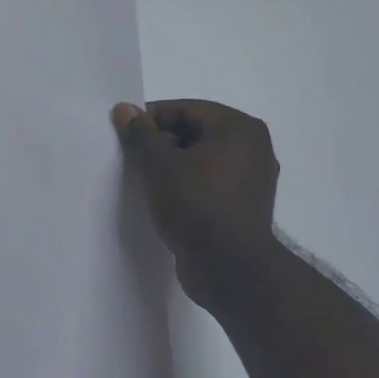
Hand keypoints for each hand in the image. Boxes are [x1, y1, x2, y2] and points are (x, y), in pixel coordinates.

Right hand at [113, 99, 279, 311]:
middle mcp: (254, 148)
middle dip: (161, 142)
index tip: (124, 134)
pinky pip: (210, 182)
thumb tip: (124, 109)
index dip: (151, 118)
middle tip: (132, 157)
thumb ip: (140, 133)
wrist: (229, 268)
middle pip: (195, 132)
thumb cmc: (195, 205)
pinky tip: (164, 198)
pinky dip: (187, 184)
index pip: (186, 109)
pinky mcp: (245, 206)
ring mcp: (253, 179)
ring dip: (172, 165)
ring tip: (144, 179)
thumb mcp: (158, 164)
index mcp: (239, 129)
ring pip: (202, 159)